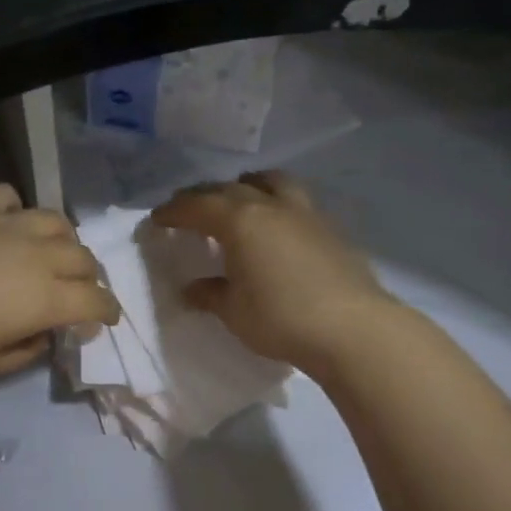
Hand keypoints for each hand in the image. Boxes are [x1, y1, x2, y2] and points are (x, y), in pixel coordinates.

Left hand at [0, 184, 119, 378]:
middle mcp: (37, 255)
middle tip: (74, 292)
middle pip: (84, 258)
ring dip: (63, 241)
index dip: (107, 311)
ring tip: (49, 253)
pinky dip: (17, 211)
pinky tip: (5, 224)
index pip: (96, 300)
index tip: (103, 320)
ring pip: (56, 221)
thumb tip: (41, 333)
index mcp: (45, 298)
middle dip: (88, 278)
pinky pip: (11, 197)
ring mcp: (6, 223)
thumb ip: (25, 350)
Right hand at [150, 171, 392, 369]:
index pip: (197, 206)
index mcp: (240, 221)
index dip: (173, 211)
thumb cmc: (281, 318)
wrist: (352, 328)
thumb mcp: (233, 312)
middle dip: (203, 196)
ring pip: (270, 181)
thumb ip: (210, 294)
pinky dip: (275, 202)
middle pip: (229, 188)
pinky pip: (295, 200)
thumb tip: (192, 290)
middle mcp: (270, 206)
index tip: (157, 220)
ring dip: (247, 185)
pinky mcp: (330, 228)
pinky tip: (276, 225)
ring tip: (238, 198)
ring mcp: (305, 213)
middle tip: (187, 209)